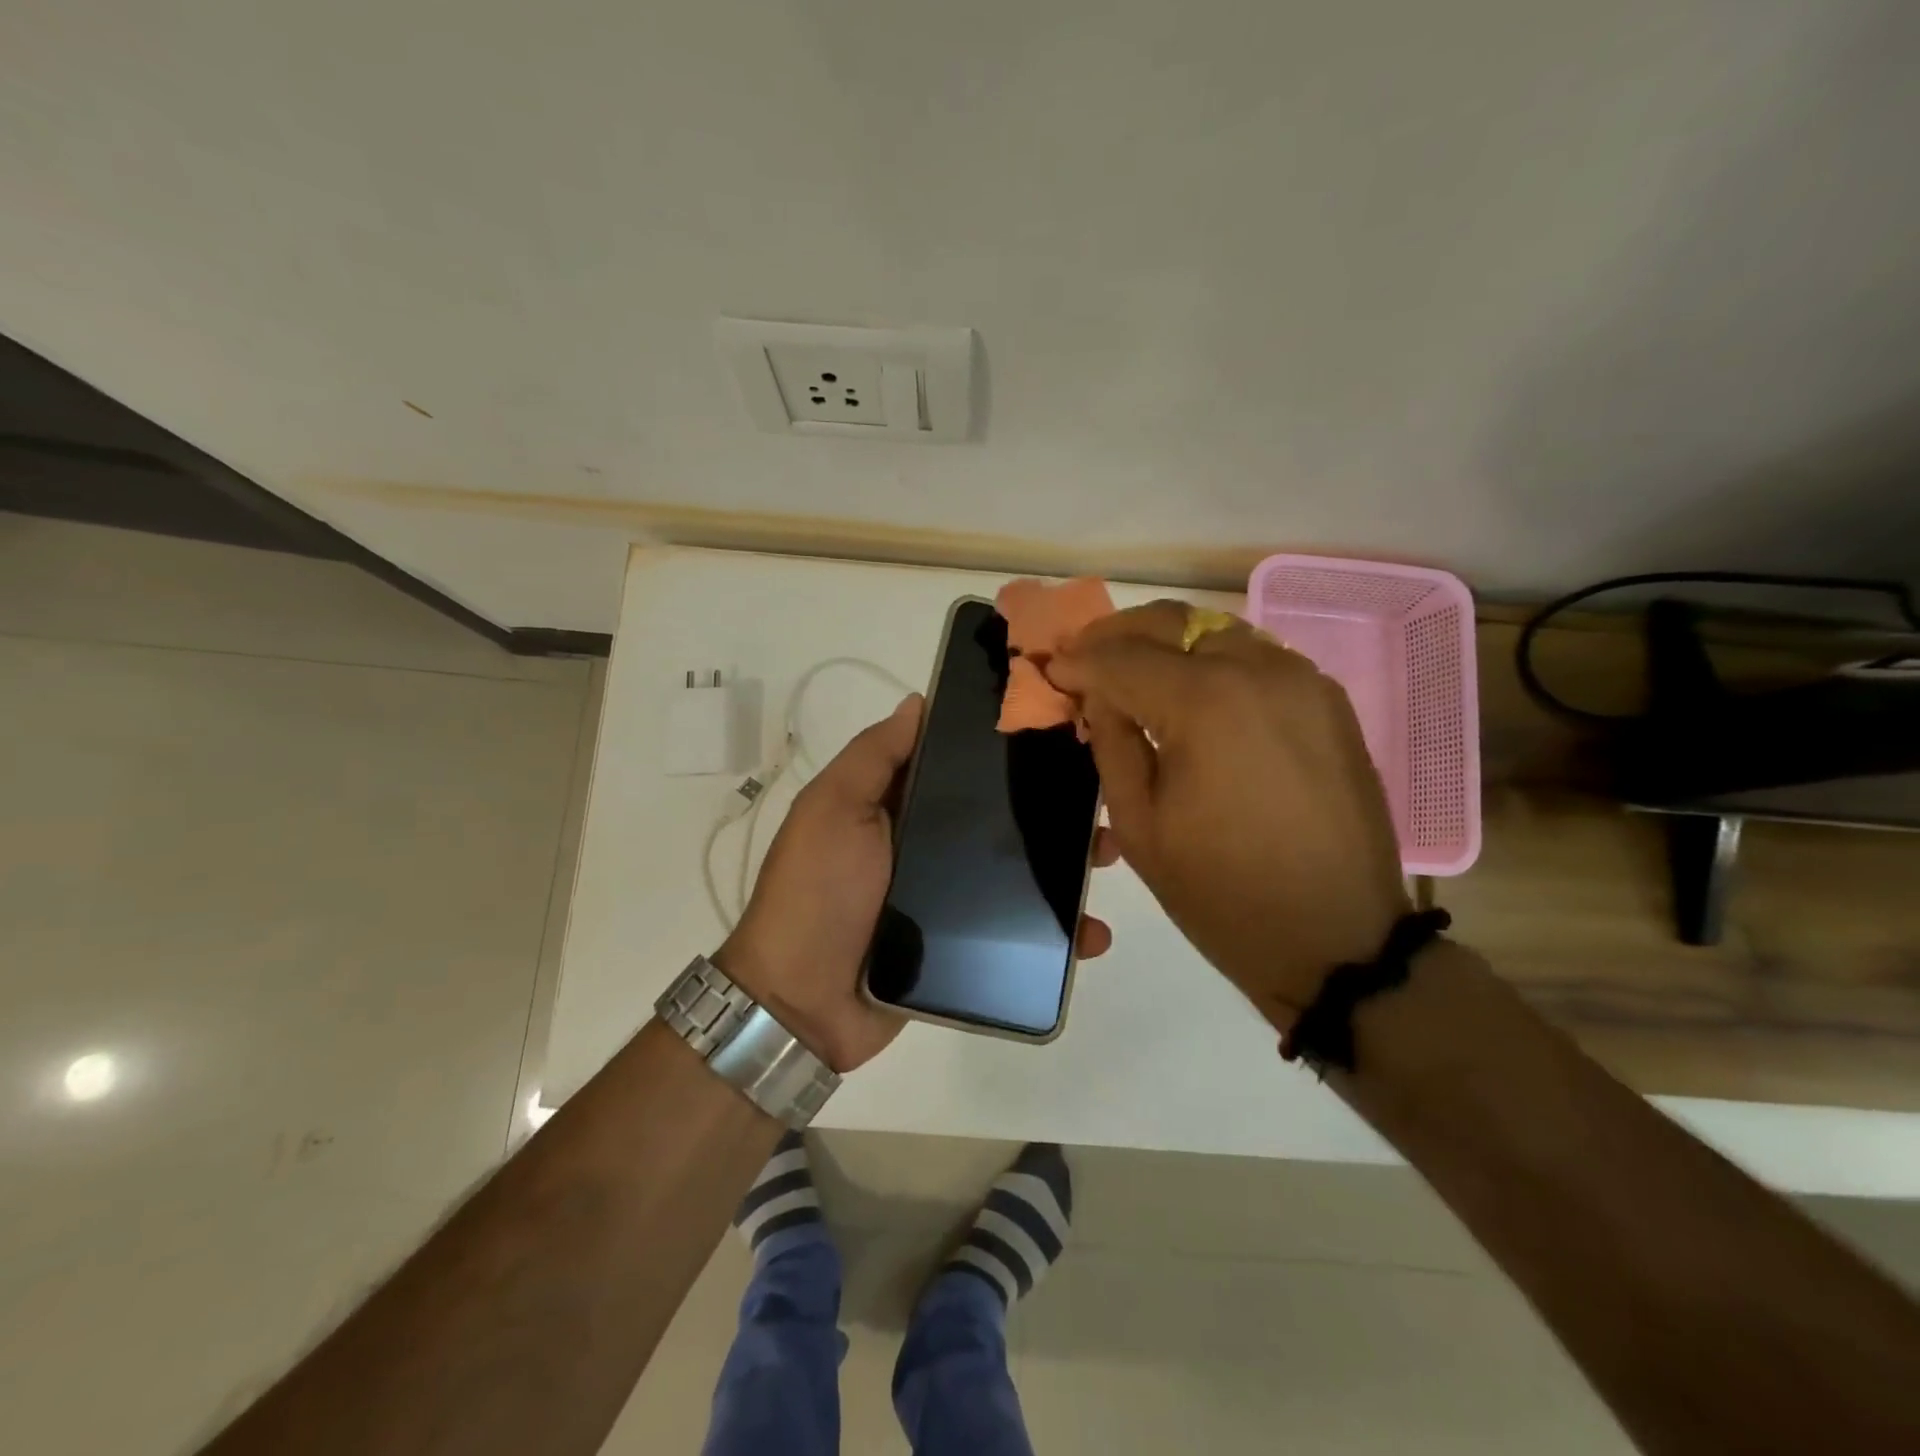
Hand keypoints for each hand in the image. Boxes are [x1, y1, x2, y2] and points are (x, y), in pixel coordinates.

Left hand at [718, 694, 1116, 1072]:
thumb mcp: (834, 809)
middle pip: (998, 819)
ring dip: (1063, 864)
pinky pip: (1018, 931)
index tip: (1056, 735)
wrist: (802, 1003)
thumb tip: (919, 702)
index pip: (959, 766)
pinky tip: (1091, 934)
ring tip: (1106, 858)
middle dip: (1050, 808)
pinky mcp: (965, 946)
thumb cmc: (818, 892)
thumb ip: (875, 757)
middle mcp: (927, 845)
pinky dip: (1057, 934)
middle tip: (1097, 801)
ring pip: (1017, 872)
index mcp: (898, 806)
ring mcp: (948, 899)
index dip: (1004, 750)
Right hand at [1047, 600, 1408, 1028]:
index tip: (1051, 671)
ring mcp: (1302, 680)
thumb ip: (1112, 744)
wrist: (1338, 938)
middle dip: (1118, 634)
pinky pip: (1256, 657)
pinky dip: (1212, 661)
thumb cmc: (1223, 893)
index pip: (1121, 657)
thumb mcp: (1139, 826)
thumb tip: (1098, 694)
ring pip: (1217, 630)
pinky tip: (1193, 694)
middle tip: (1086, 659)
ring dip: (1167, 643)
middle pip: (1173, 621)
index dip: (1078, 662)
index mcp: (1205, 703)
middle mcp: (1259, 670)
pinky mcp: (1328, 700)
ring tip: (1134, 673)